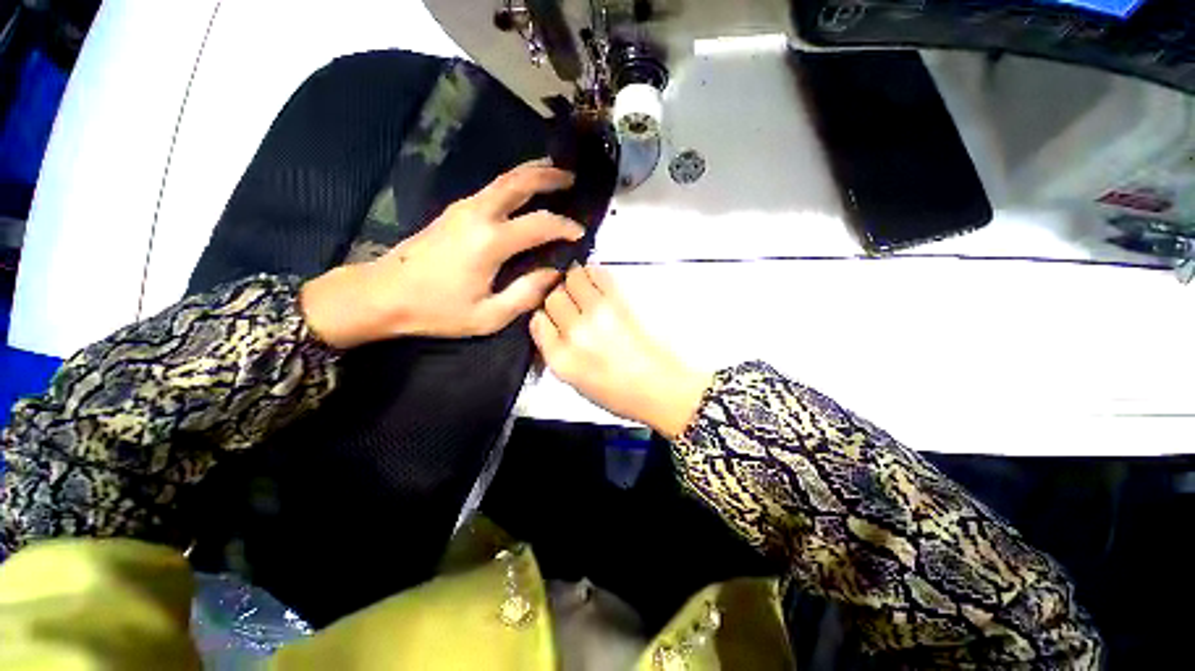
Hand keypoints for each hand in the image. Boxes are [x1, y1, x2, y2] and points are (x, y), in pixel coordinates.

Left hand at [301, 159, 584, 346]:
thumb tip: (553, 274)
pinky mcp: (454, 211)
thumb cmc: (437, 310)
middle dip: (548, 176)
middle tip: (571, 177)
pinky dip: (514, 183)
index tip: (580, 233)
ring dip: (531, 173)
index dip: (564, 227)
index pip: (539, 224)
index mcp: (490, 242)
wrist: (382, 294)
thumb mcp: (488, 315)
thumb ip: (525, 294)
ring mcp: (463, 208)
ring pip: (504, 179)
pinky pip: (492, 188)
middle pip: (518, 182)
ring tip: (553, 173)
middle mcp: (478, 215)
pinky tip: (524, 190)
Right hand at [530, 264, 712, 438]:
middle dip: (561, 299)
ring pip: (572, 278)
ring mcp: (599, 312)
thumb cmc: (626, 394)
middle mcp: (575, 333)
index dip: (549, 317)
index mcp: (561, 359)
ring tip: (590, 293)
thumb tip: (552, 328)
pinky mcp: (622, 297)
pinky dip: (596, 274)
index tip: (558, 319)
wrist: (667, 388)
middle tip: (577, 306)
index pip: (538, 320)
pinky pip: (597, 272)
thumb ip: (559, 354)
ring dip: (577, 282)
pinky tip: (603, 285)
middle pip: (553, 297)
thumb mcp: (579, 385)